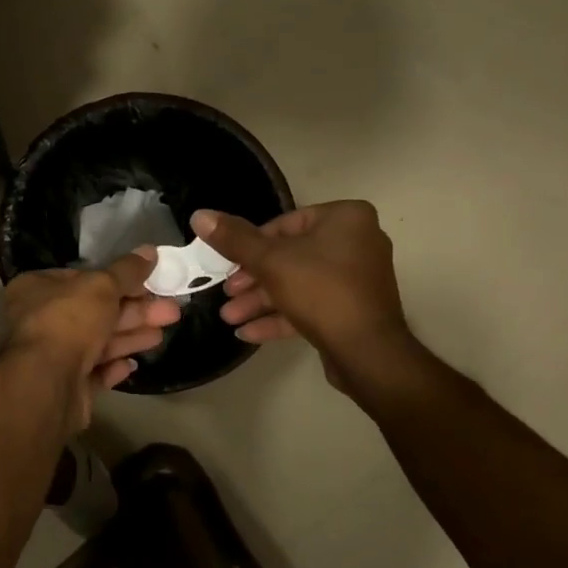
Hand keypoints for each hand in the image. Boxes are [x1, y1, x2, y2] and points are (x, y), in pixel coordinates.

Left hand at [3, 250, 181, 428]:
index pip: (82, 278)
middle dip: (134, 311)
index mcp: (37, 288)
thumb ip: (127, 270)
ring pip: (97, 342)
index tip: (149, 282)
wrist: (47, 384)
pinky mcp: (65, 386)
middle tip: (170, 310)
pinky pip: (93, 372)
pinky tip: (132, 363)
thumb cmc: (69, 321)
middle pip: (95, 311)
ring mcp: (51, 356)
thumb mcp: (102, 285)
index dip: (117, 279)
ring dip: (130, 336)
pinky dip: (113, 366)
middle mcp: (40, 320)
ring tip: (162, 334)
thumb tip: (150, 251)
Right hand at [194, 202, 420, 393]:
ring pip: (298, 284)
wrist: (367, 352)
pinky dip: (282, 316)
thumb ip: (234, 239)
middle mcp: (357, 242)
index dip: (251, 245)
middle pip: (290, 256)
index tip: (228, 265)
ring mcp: (357, 279)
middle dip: (253, 280)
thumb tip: (200, 215)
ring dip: (262, 301)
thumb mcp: (269, 261)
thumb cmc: (320, 291)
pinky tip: (248, 333)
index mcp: (345, 219)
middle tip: (226, 294)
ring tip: (230, 317)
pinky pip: (312, 306)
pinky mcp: (353, 310)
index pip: (286, 224)